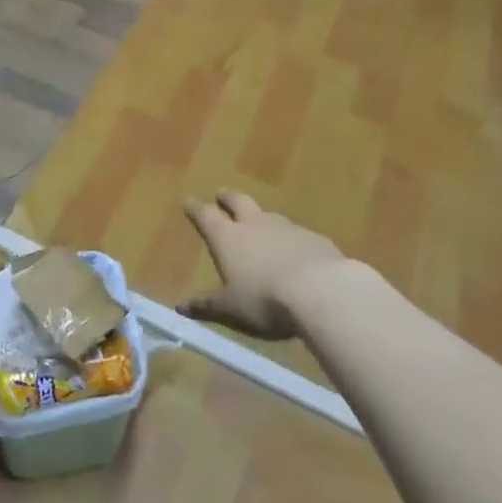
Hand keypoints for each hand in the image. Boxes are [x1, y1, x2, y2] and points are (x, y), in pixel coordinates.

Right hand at [180, 190, 344, 340]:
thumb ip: (207, 305)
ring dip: (261, 218)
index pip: (206, 216)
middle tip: (222, 194)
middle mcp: (255, 225)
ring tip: (260, 224)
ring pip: (269, 216)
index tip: (188, 200)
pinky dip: (290, 239)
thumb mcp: (231, 308)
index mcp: (228, 238)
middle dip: (228, 198)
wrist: (321, 292)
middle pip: (238, 202)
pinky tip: (296, 252)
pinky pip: (297, 234)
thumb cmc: (264, 299)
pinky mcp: (315, 239)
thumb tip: (181, 306)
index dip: (196, 208)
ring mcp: (287, 228)